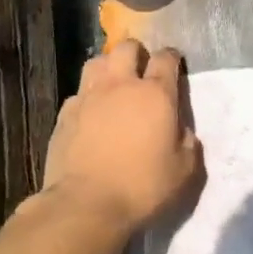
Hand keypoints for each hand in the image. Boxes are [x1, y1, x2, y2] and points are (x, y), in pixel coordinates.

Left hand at [42, 40, 203, 233]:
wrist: (86, 204)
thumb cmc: (143, 186)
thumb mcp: (185, 170)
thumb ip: (187, 142)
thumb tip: (180, 130)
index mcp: (156, 94)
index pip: (166, 58)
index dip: (172, 57)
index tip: (174, 64)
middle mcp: (121, 85)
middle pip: (127, 48)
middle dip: (137, 53)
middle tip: (142, 70)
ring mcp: (88, 97)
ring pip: (97, 62)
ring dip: (109, 67)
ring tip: (114, 84)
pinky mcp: (65, 114)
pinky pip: (78, 92)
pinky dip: (88, 96)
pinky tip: (91, 113)